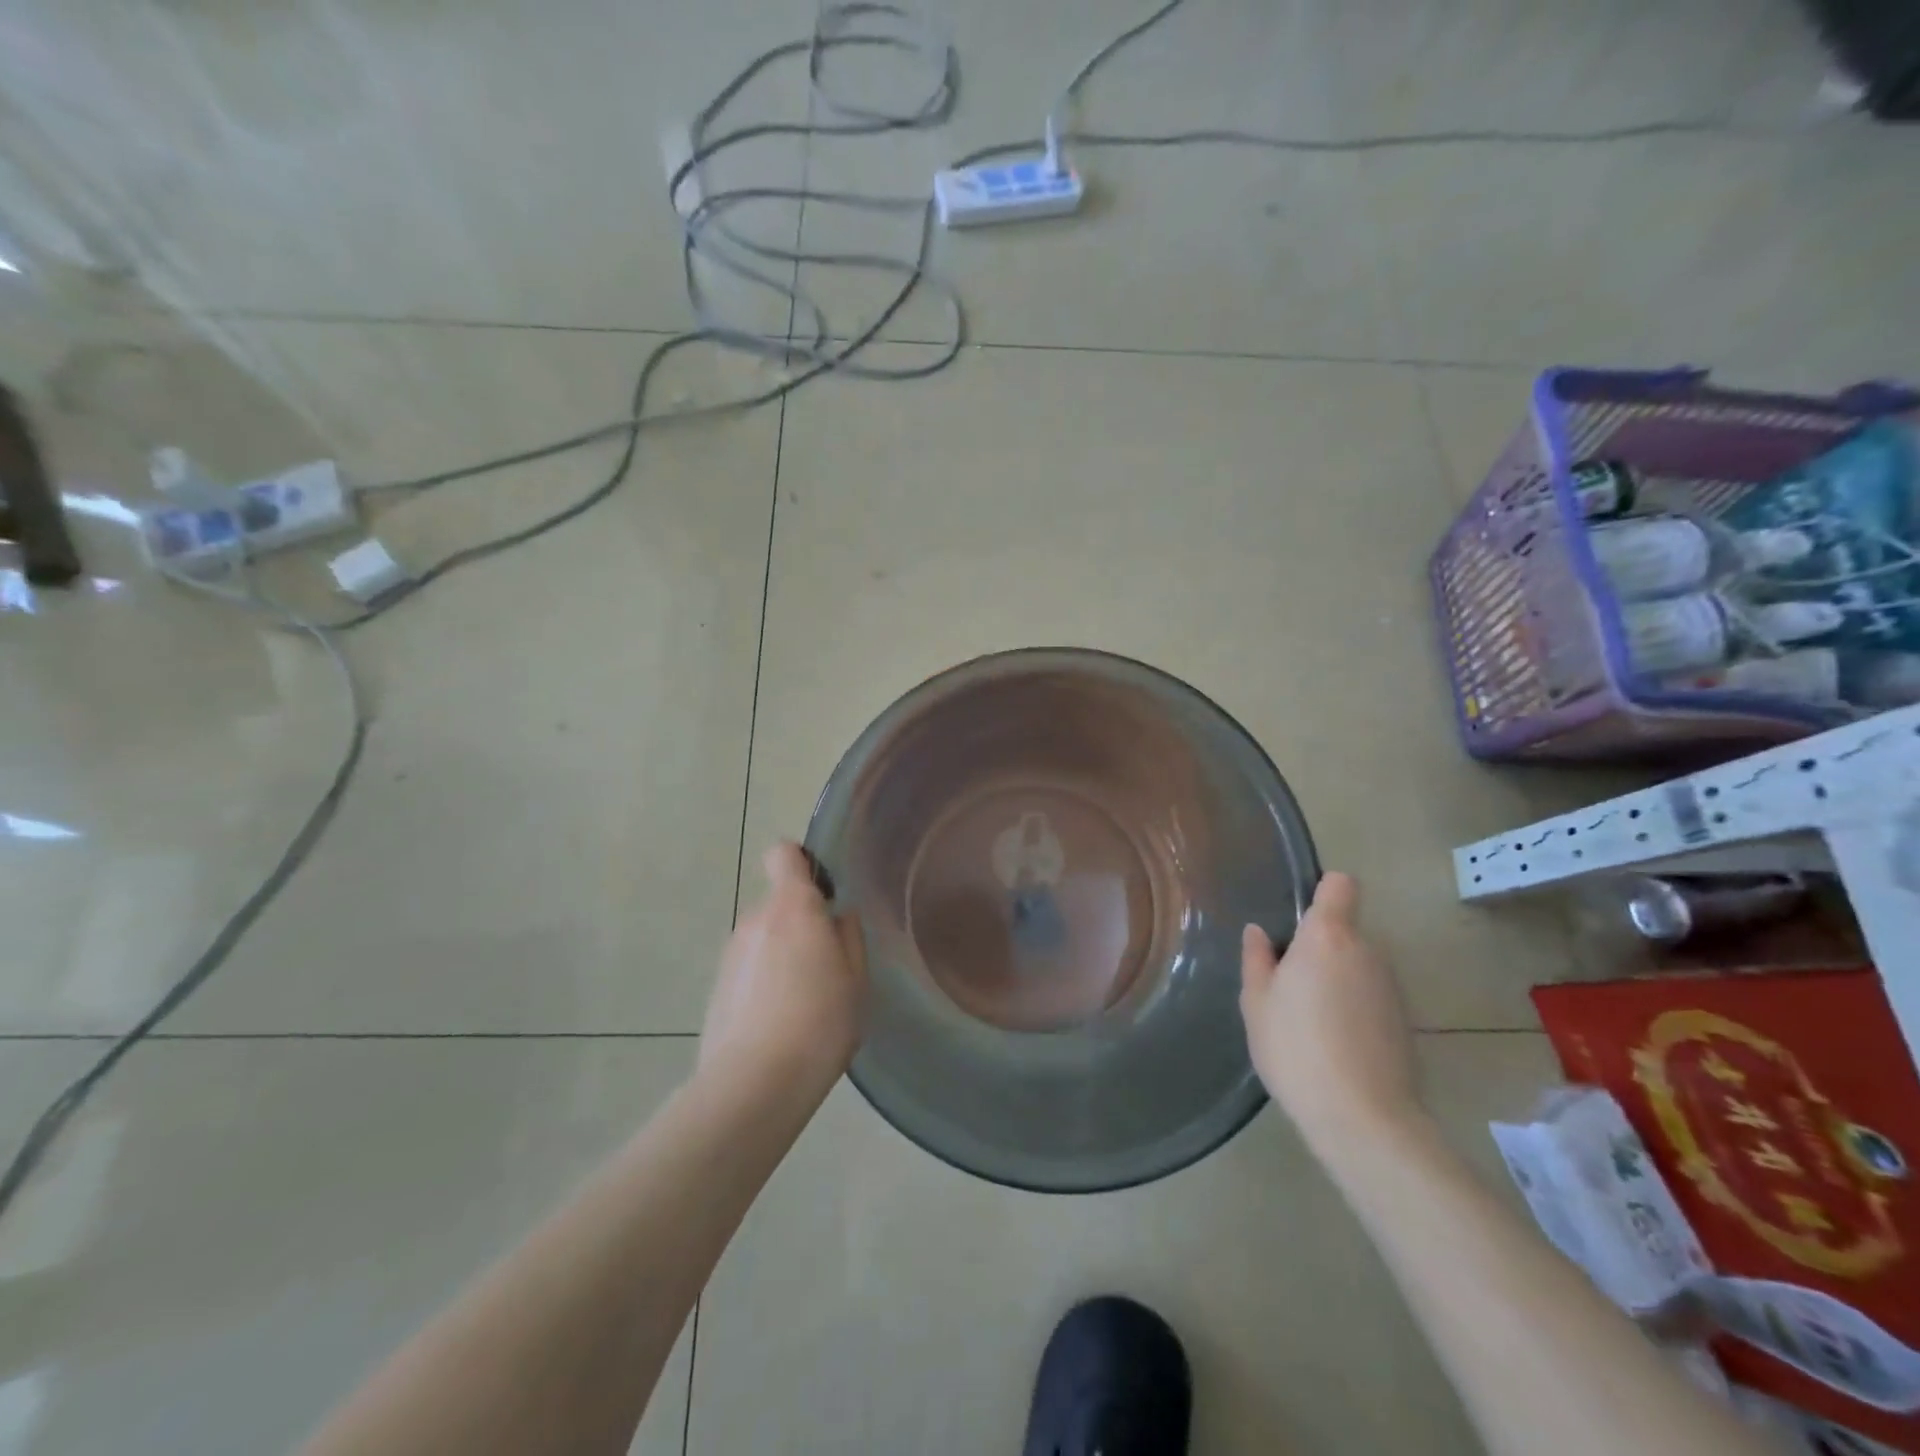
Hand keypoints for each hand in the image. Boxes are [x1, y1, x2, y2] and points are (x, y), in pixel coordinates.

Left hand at [699, 843, 866, 1102]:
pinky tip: (780, 1022)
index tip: (822, 892)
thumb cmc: (820, 1022)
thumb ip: (848, 936)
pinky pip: (749, 968)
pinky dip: (764, 982)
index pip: (783, 854)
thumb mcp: (856, 978)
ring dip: (782, 955)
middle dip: (801, 923)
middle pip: (779, 903)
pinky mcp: (716, 986)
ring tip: (804, 1001)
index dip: (801, 864)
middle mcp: (756, 919)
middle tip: (827, 965)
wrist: (754, 1083)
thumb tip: (837, 916)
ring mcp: (731, 953)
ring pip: (764, 938)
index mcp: (793, 907)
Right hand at [1240, 873, 1418, 1149]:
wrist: (1363, 1118)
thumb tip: (1259, 932)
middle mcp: (1366, 951)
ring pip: (1356, 965)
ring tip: (1308, 1019)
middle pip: (1344, 930)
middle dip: (1318, 947)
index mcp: (1327, 938)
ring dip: (1336, 978)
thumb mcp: (1257, 1003)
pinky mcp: (1404, 1020)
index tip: (1299, 916)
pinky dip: (1353, 1006)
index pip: (1340, 885)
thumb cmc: (1296, 1048)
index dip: (1322, 891)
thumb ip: (1257, 960)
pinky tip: (1333, 1042)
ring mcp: (1390, 986)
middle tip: (1288, 983)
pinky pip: (1370, 995)